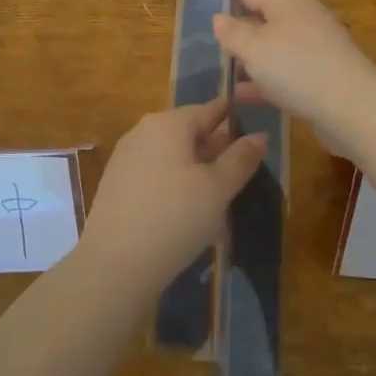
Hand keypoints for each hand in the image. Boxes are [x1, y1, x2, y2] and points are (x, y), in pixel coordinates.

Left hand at [84, 99, 265, 286]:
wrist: (115, 265)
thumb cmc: (175, 218)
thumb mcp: (218, 189)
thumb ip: (240, 159)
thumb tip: (261, 135)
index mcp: (168, 123)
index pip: (209, 110)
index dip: (234, 119)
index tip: (255, 133)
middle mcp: (142, 132)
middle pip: (188, 132)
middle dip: (215, 150)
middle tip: (241, 174)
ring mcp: (125, 158)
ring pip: (172, 156)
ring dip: (196, 172)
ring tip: (219, 199)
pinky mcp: (115, 185)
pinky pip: (155, 176)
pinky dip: (175, 187)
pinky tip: (188, 214)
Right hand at [213, 0, 375, 154]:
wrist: (351, 105)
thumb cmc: (296, 67)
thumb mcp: (254, 49)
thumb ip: (232, 33)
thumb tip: (218, 17)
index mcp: (286, 0)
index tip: (204, 8)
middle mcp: (302, 17)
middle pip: (262, 19)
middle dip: (238, 32)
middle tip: (208, 45)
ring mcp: (314, 46)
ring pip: (273, 48)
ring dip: (251, 60)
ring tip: (222, 73)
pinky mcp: (320, 74)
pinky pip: (285, 72)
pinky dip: (265, 80)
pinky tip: (243, 95)